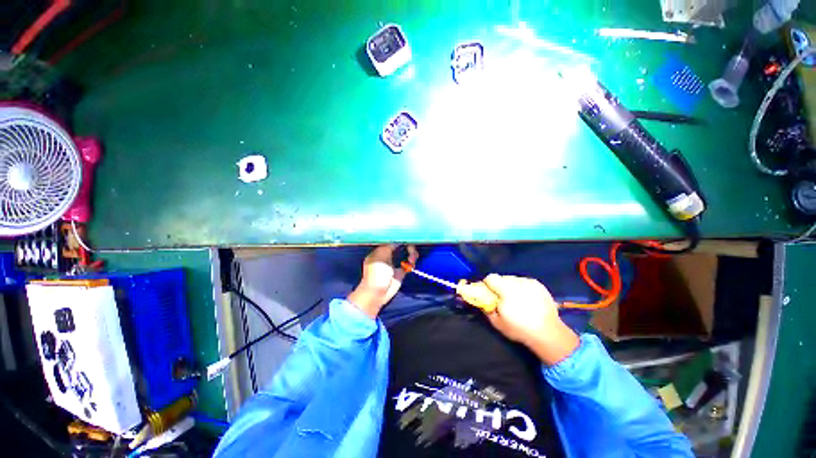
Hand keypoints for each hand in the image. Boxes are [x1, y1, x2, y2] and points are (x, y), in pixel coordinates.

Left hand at [348, 245, 417, 318]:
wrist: (377, 293)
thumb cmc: (376, 273)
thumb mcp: (381, 255)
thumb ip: (390, 245)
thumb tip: (399, 238)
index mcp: (380, 250)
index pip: (392, 239)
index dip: (400, 238)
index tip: (407, 236)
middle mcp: (388, 254)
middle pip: (401, 245)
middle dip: (408, 245)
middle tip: (410, 249)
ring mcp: (395, 263)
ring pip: (407, 253)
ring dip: (412, 253)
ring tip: (412, 259)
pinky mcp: (401, 271)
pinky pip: (409, 263)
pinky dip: (412, 262)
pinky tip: (411, 264)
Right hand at [481, 274, 579, 364]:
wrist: (549, 333)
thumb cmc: (520, 329)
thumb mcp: (498, 322)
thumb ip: (487, 308)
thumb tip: (482, 300)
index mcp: (506, 291)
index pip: (491, 278)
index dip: (488, 285)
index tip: (490, 294)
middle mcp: (518, 283)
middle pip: (502, 278)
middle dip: (500, 286)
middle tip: (503, 298)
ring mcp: (529, 282)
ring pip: (513, 279)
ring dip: (511, 286)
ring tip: (517, 299)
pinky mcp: (538, 284)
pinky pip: (524, 281)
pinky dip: (522, 287)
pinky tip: (527, 299)